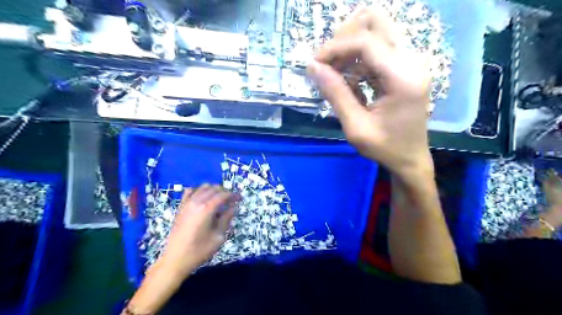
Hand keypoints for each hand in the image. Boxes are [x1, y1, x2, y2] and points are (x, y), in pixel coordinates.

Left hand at [161, 184, 236, 275]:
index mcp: (207, 209)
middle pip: (213, 189)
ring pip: (202, 187)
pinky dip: (198, 191)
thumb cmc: (199, 250)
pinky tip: (203, 198)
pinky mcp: (180, 207)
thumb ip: (227, 219)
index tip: (240, 198)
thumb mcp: (218, 237)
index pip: (223, 195)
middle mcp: (196, 202)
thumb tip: (234, 208)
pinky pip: (190, 191)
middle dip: (224, 191)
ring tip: (220, 198)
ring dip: (213, 190)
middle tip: (232, 200)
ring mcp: (187, 203)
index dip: (233, 195)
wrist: (175, 259)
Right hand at [306, 6, 432, 179]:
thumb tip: (312, 67)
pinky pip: (378, 47)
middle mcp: (413, 60)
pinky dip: (358, 57)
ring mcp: (412, 60)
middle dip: (344, 37)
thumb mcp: (355, 126)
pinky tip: (350, 79)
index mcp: (403, 77)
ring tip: (336, 73)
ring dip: (350, 46)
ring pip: (376, 30)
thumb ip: (335, 94)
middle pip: (375, 22)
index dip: (335, 47)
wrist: (411, 158)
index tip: (314, 64)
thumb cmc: (385, 148)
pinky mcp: (406, 65)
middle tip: (328, 63)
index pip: (365, 41)